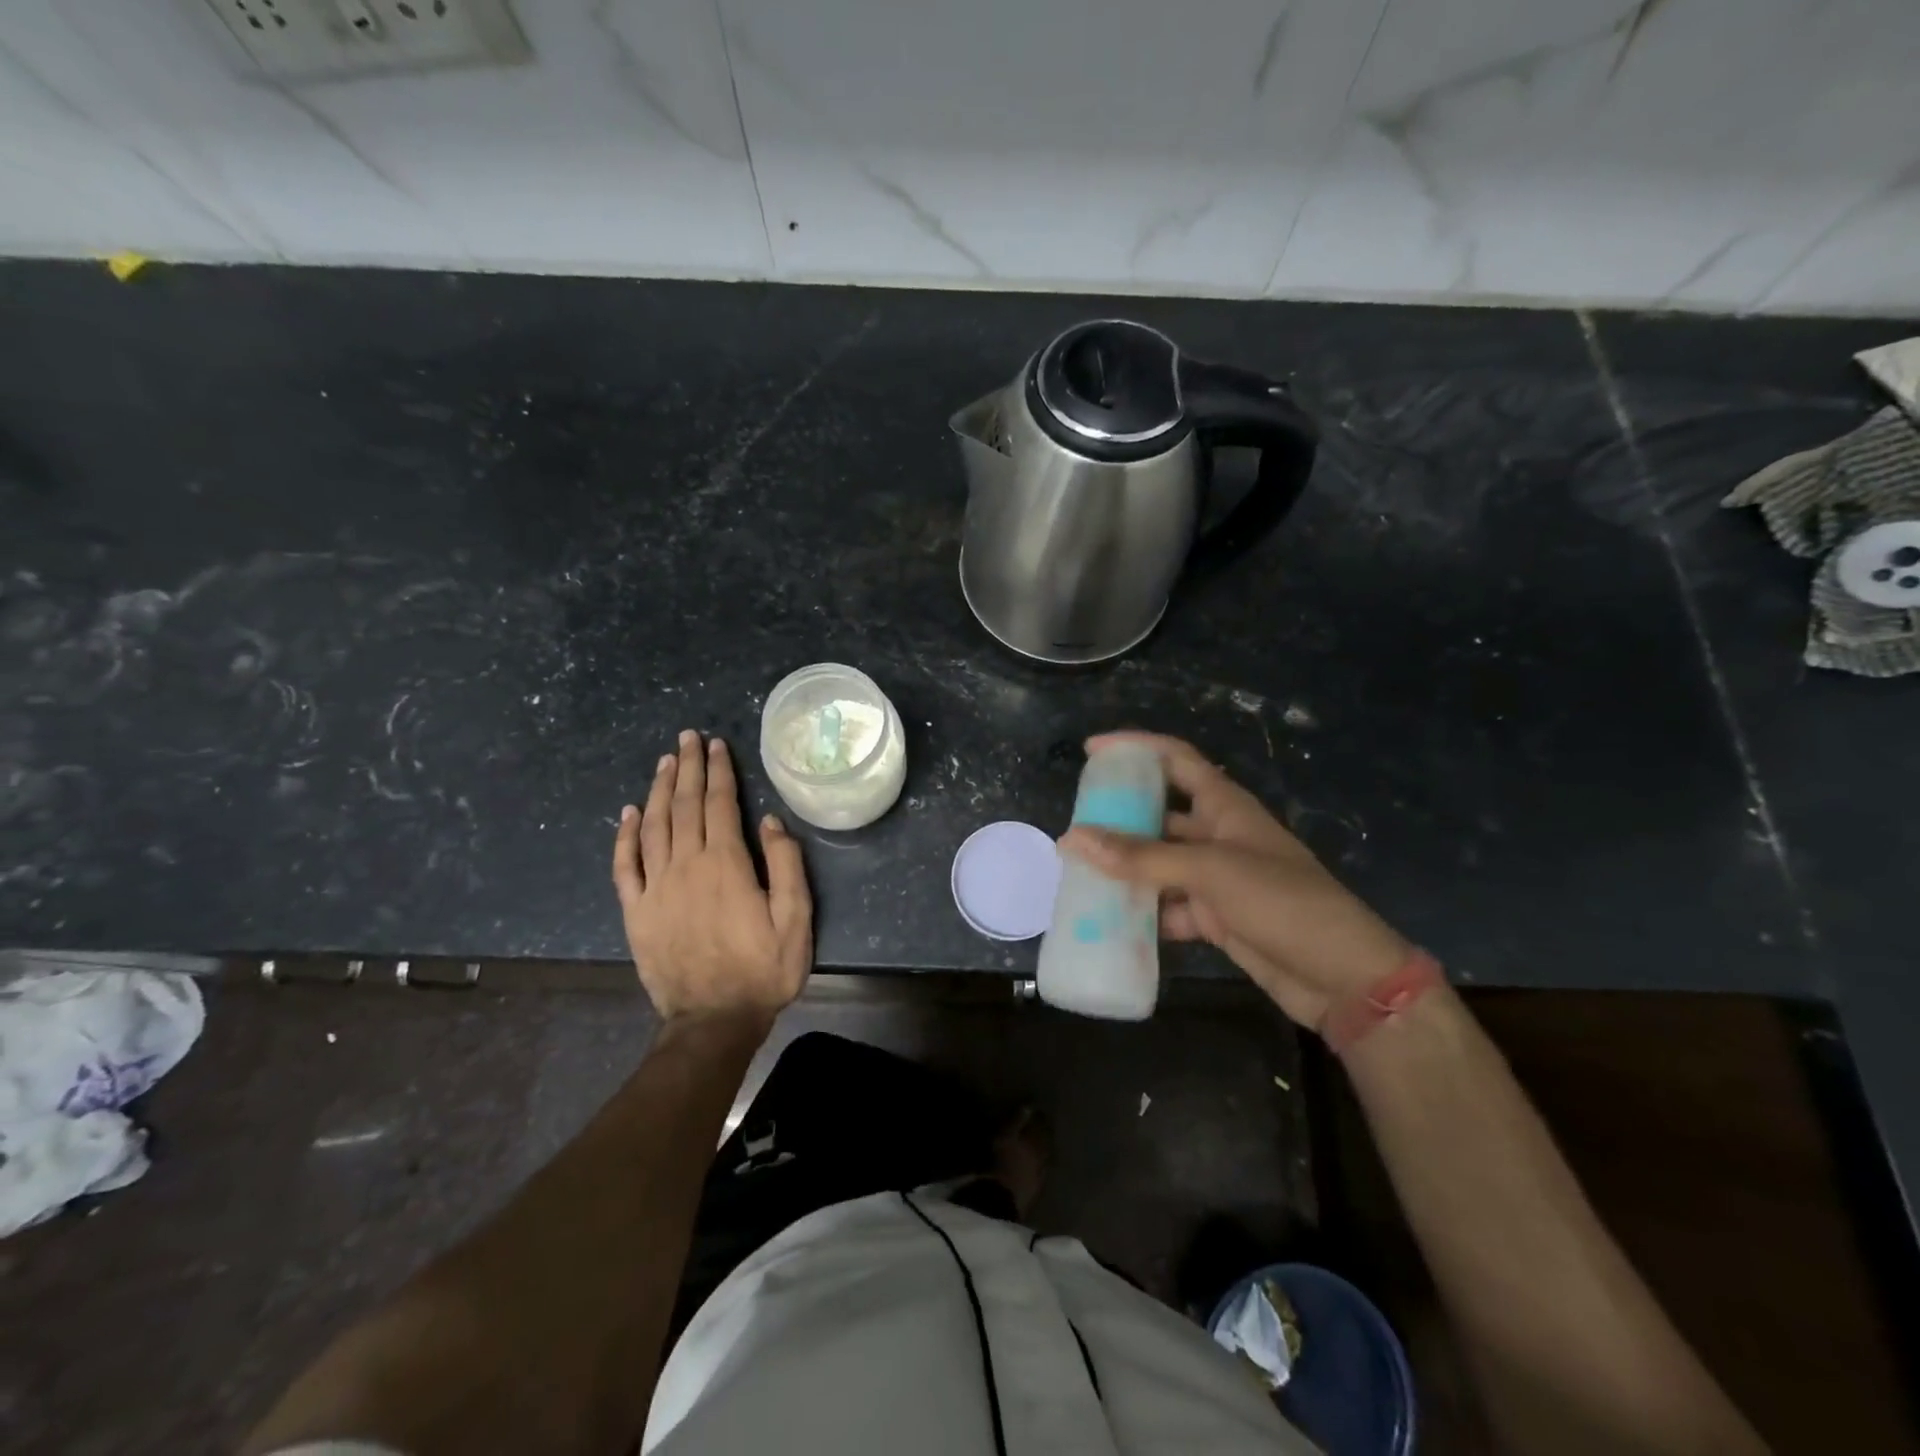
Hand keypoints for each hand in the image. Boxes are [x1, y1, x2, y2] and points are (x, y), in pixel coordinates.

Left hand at [611, 730, 812, 1025]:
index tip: (715, 745)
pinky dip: (625, 835)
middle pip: (685, 806)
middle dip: (687, 768)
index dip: (718, 771)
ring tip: (664, 762)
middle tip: (687, 738)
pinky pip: (625, 865)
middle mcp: (686, 866)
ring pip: (653, 826)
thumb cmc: (762, 970)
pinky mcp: (636, 911)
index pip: (719, 804)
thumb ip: (786, 866)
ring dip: (659, 790)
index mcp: (726, 864)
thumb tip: (771, 821)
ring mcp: (656, 888)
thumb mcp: (796, 919)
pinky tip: (629, 813)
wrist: (713, 1020)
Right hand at [1059, 731, 1409, 1031]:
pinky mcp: (1216, 918)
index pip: (1177, 759)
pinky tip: (1110, 921)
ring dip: (1126, 870)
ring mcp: (1217, 879)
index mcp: (1225, 807)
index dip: (1137, 748)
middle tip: (1074, 826)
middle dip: (1119, 818)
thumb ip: (1141, 858)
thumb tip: (1073, 839)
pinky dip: (1143, 914)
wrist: (1342, 977)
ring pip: (1159, 864)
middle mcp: (1218, 836)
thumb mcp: (1211, 873)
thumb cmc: (1283, 903)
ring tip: (1079, 874)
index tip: (1092, 751)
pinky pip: (1168, 907)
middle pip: (1159, 814)